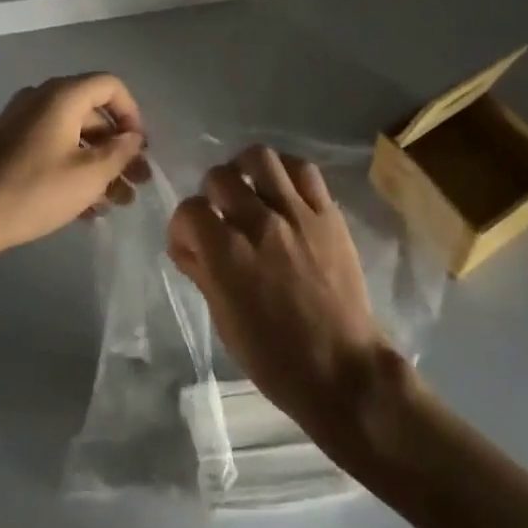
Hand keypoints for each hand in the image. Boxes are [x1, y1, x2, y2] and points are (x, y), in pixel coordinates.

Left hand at [0, 74, 149, 263]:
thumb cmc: (33, 191)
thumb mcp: (88, 175)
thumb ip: (119, 152)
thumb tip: (132, 137)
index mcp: (62, 95)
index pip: (110, 86)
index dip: (132, 114)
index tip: (140, 148)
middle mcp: (41, 99)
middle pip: (92, 114)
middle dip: (118, 148)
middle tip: (136, 183)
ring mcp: (20, 122)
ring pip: (72, 136)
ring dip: (98, 165)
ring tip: (116, 204)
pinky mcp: (7, 146)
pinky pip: (51, 148)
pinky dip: (72, 170)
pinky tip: (86, 209)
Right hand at [167, 145, 403, 446]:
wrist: (343, 369)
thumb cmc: (276, 359)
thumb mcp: (225, 322)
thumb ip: (203, 273)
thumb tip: (188, 244)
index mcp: (229, 257)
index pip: (190, 210)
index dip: (183, 225)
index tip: (191, 242)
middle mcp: (260, 225)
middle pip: (220, 177)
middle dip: (211, 194)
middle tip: (221, 215)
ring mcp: (297, 214)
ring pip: (261, 158)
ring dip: (246, 170)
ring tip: (249, 190)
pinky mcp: (328, 214)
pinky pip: (303, 170)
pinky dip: (285, 171)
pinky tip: (281, 188)